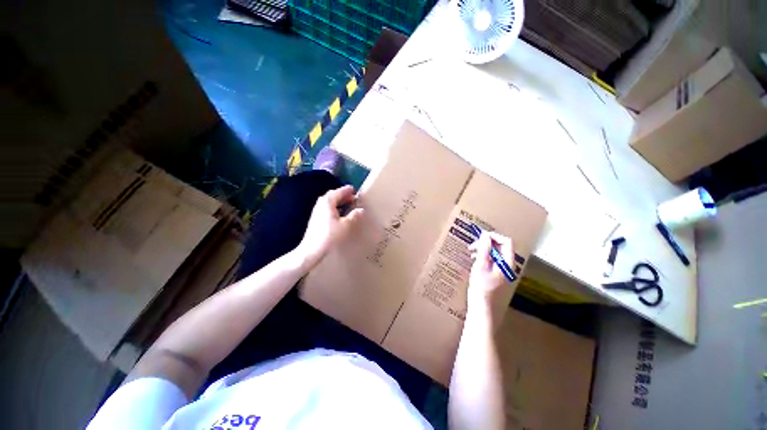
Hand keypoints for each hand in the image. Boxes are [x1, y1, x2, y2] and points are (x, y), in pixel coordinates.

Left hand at [297, 185, 363, 266]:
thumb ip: (353, 216)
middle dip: (342, 195)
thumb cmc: (330, 235)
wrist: (312, 249)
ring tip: (347, 204)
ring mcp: (317, 211)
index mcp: (327, 202)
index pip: (338, 192)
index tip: (353, 189)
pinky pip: (326, 207)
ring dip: (338, 201)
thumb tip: (361, 210)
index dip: (346, 190)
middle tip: (352, 197)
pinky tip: (339, 213)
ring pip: (328, 202)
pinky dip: (334, 207)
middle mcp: (321, 204)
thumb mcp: (345, 225)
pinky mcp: (316, 218)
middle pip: (332, 195)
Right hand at [468, 232, 513, 309]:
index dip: (493, 236)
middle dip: (486, 242)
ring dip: (483, 249)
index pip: (506, 241)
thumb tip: (485, 235)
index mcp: (507, 262)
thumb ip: (484, 249)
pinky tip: (474, 259)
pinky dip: (483, 256)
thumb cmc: (481, 286)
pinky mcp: (496, 274)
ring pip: (495, 252)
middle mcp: (507, 265)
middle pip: (500, 246)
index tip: (480, 236)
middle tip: (473, 245)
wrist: (482, 306)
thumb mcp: (481, 265)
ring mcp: (502, 270)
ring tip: (472, 252)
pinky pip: (491, 259)